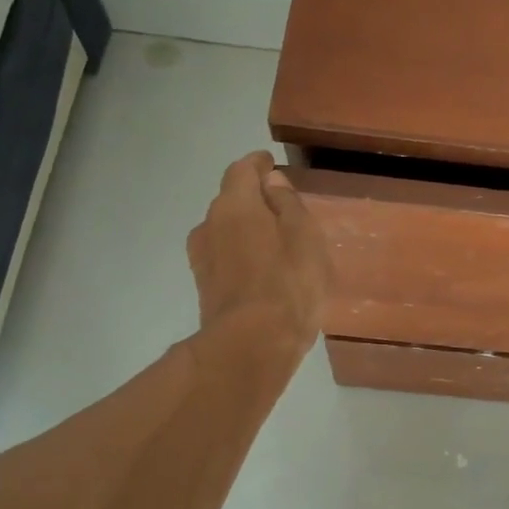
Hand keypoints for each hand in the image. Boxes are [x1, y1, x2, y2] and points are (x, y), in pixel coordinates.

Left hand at [187, 153, 328, 356]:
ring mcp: (202, 256)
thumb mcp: (305, 236)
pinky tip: (260, 268)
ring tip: (273, 240)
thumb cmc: (289, 284)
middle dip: (253, 197)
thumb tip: (272, 181)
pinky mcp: (204, 285)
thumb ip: (288, 203)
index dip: (258, 164)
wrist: (252, 345)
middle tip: (281, 206)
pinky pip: (224, 255)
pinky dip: (240, 252)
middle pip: (231, 199)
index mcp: (236, 204)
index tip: (272, 165)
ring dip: (245, 228)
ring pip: (225, 229)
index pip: (242, 169)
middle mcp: (210, 223)